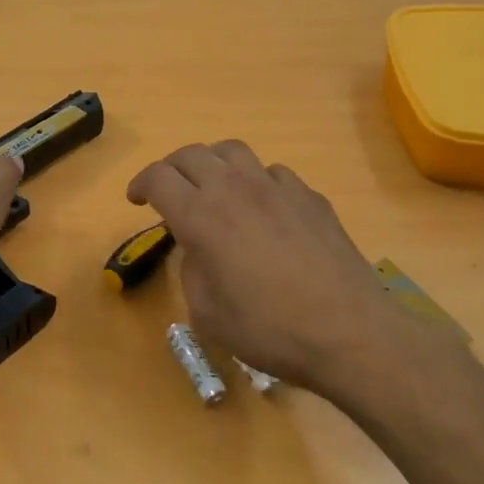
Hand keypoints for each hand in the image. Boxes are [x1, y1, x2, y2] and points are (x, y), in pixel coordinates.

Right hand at [127, 141, 418, 395]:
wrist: (347, 332)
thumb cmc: (267, 330)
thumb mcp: (207, 313)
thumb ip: (191, 269)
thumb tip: (197, 247)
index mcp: (202, 216)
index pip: (158, 177)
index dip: (140, 184)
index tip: (137, 200)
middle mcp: (236, 189)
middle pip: (192, 154)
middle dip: (171, 168)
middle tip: (168, 191)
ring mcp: (277, 188)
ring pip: (233, 151)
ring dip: (212, 164)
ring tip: (212, 187)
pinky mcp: (310, 197)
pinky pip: (272, 173)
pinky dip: (255, 181)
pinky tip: (262, 208)